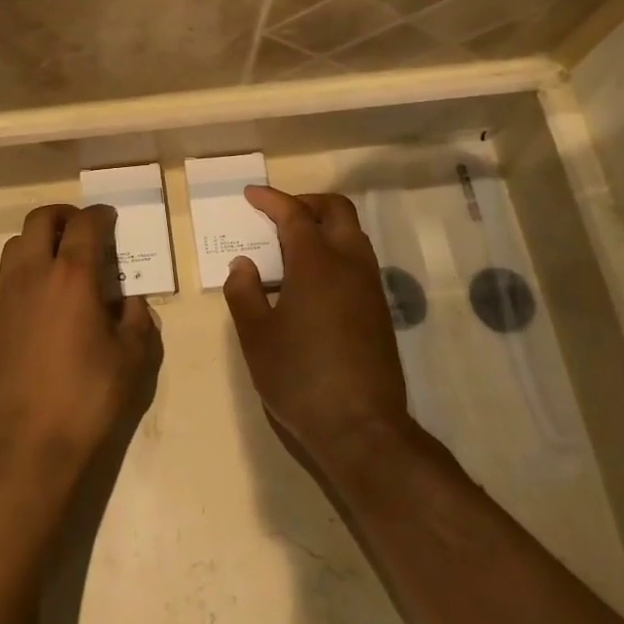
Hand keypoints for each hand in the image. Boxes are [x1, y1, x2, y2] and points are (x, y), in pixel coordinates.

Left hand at [0, 205, 162, 471]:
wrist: (30, 441)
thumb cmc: (88, 396)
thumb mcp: (133, 358)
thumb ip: (137, 319)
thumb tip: (130, 301)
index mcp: (73, 276)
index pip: (85, 225)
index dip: (100, 215)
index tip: (112, 219)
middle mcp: (36, 274)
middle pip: (40, 220)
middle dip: (64, 216)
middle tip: (85, 230)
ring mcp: (10, 295)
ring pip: (17, 242)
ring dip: (40, 237)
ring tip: (64, 258)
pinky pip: (10, 272)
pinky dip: (28, 265)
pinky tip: (49, 293)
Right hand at [223, 187, 409, 472]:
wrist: (362, 428)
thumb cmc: (300, 377)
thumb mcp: (256, 337)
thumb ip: (244, 293)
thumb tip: (243, 265)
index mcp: (316, 263)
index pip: (294, 215)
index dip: (271, 200)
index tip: (251, 195)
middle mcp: (349, 264)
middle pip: (336, 210)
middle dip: (307, 202)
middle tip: (279, 213)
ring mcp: (370, 287)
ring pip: (353, 234)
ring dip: (325, 226)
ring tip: (293, 245)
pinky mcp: (380, 310)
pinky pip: (359, 260)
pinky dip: (337, 250)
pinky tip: (314, 279)